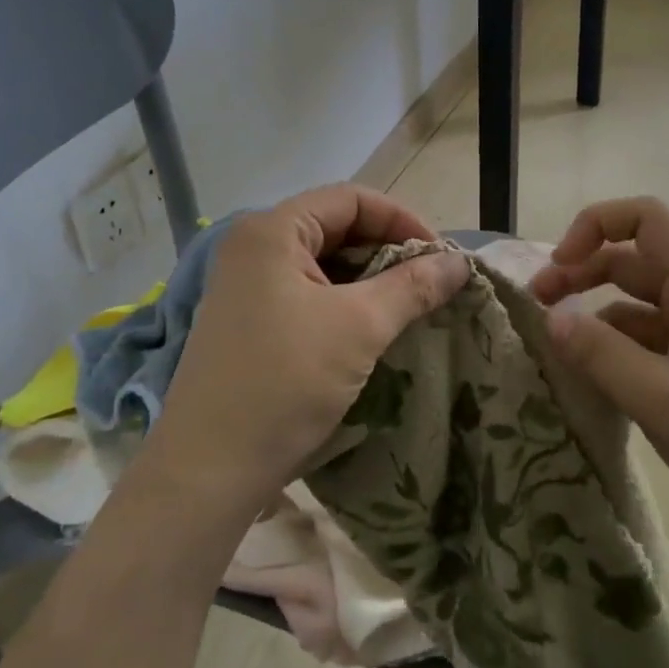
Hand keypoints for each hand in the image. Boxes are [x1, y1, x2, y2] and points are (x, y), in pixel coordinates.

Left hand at [139, 184, 467, 524]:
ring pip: (322, 263)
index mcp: (272, 230)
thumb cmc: (285, 382)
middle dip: (387, 250)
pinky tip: (370, 329)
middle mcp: (253, 247)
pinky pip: (306, 293)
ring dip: (368, 279)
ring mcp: (246, 285)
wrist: (209, 469)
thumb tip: (459, 262)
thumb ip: (413, 286)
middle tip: (429, 284)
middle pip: (335, 227)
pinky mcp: (248, 320)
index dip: (402, 219)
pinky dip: (343, 303)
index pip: (351, 198)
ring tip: (407, 308)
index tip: (440, 257)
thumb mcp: (359, 327)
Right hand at [532, 197, 668, 559]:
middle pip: (630, 261)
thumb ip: (601, 354)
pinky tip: (589, 379)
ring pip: (634, 307)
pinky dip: (612, 351)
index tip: (559, 266)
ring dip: (592, 314)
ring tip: (554, 347)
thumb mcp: (663, 399)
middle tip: (537, 305)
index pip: (645, 219)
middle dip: (580, 271)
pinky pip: (645, 345)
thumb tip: (550, 317)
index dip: (595, 226)